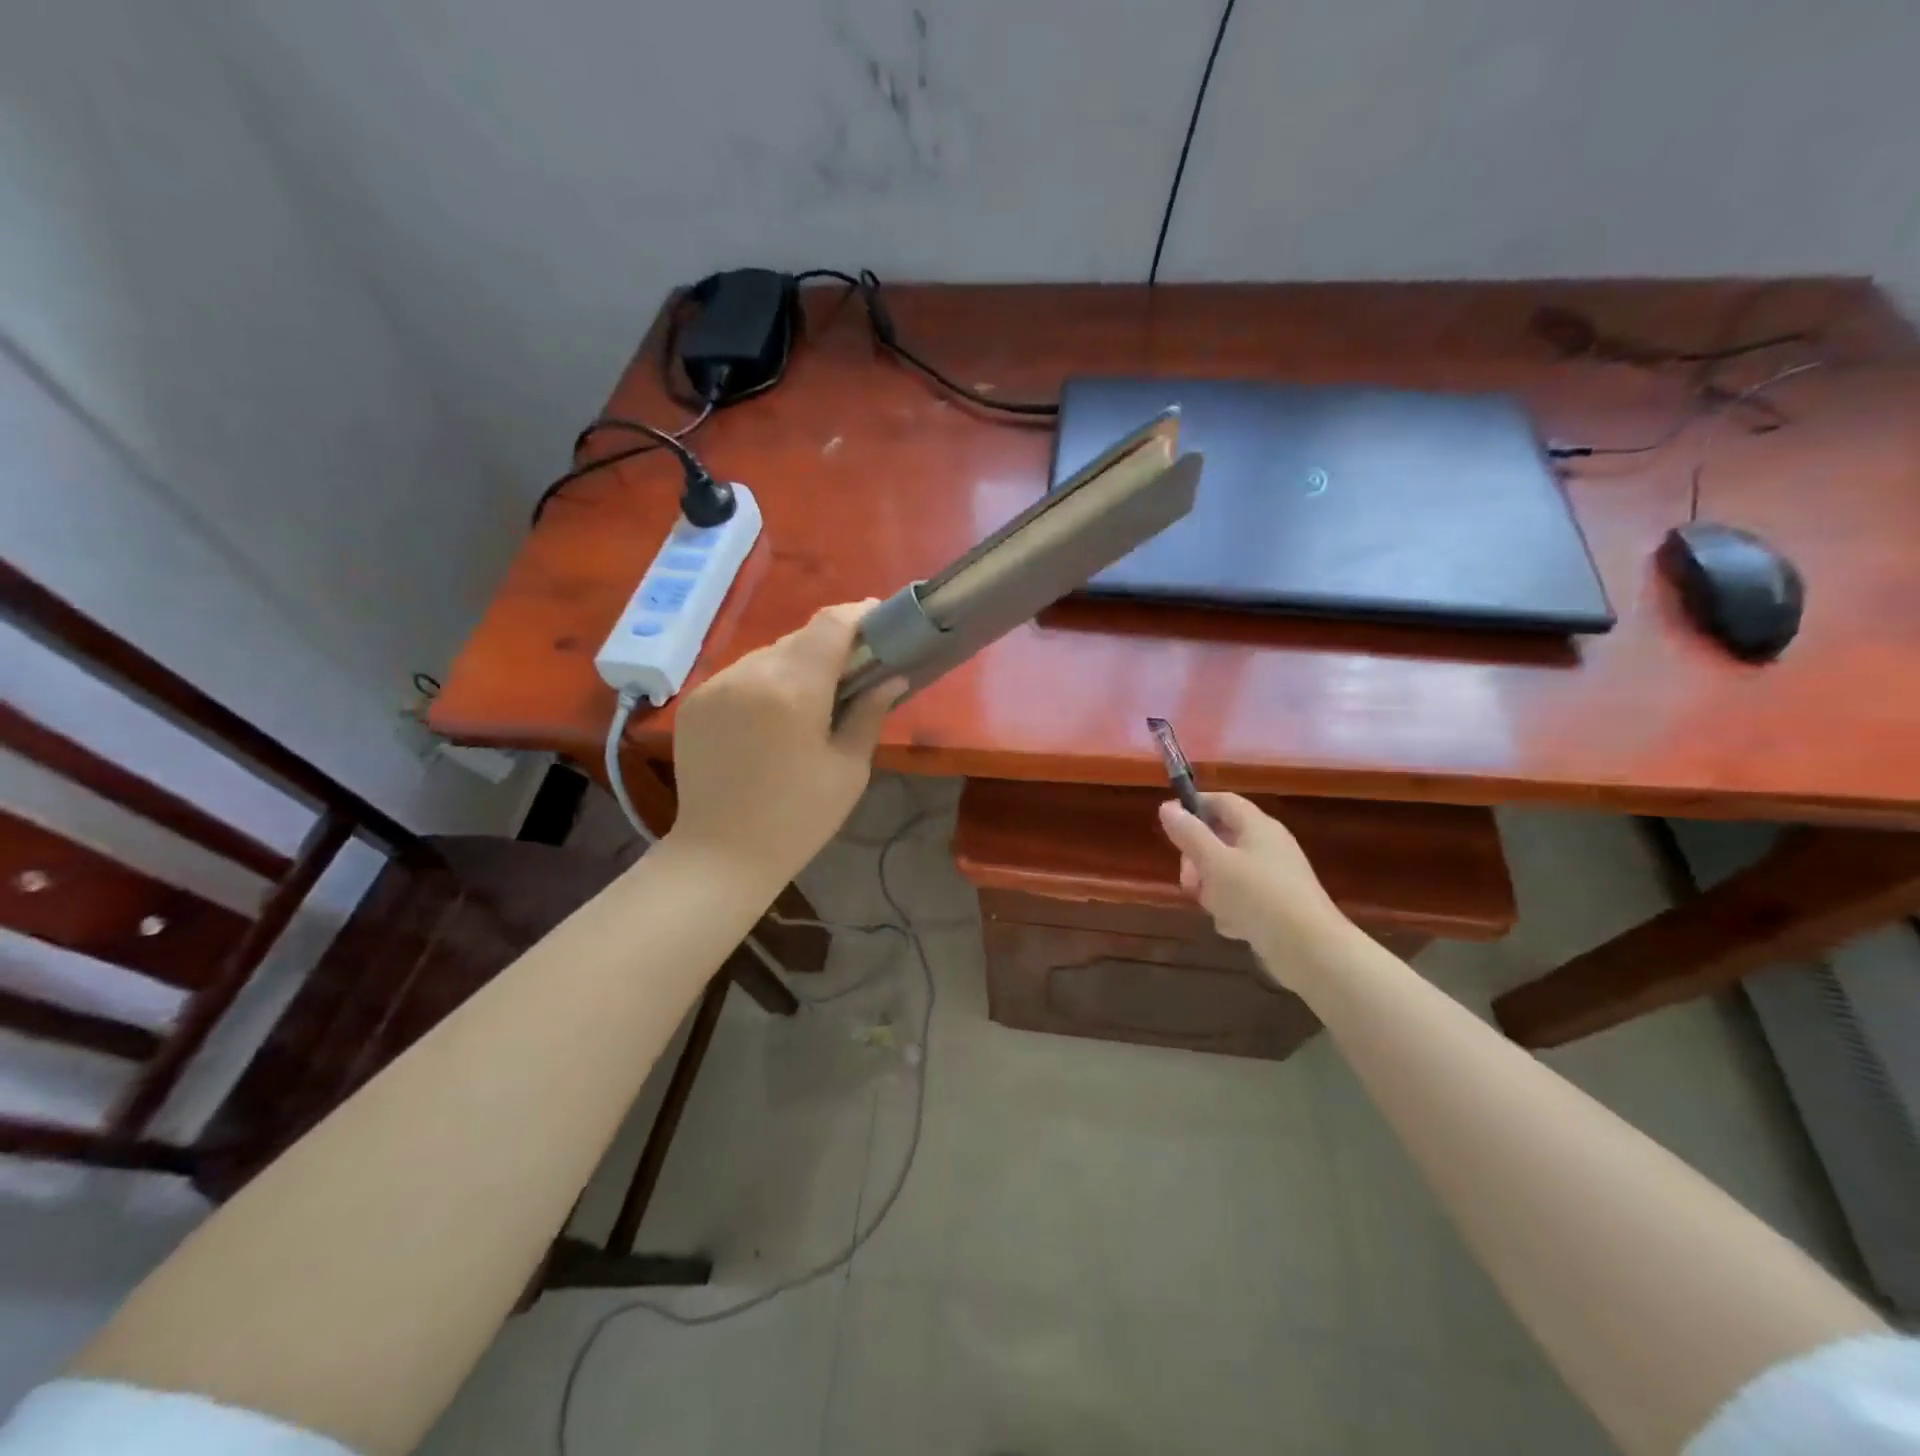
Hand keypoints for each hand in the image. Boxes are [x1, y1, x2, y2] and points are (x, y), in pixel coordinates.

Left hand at [670, 602, 904, 888]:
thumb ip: (869, 712)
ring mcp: (716, 685)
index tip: (878, 619)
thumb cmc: (799, 818)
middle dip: (829, 646)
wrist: (721, 854)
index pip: (831, 625)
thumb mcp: (849, 768)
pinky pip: (740, 675)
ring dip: (795, 665)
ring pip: (768, 655)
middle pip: (799, 638)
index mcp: (795, 689)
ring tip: (810, 700)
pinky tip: (772, 716)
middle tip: (852, 670)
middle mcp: (751, 674)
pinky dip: (763, 683)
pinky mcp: (695, 701)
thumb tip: (892, 676)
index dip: (858, 615)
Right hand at [1158, 793, 1351, 988]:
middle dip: (1198, 859)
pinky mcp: (1278, 905)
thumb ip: (1189, 833)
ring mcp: (1275, 877)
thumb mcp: (1214, 863)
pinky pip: (1243, 898)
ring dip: (1213, 889)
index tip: (1169, 826)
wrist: (1311, 950)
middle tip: (1188, 880)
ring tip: (1216, 908)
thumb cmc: (1258, 897)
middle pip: (1221, 838)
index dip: (1193, 807)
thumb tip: (1167, 806)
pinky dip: (1233, 909)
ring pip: (1228, 872)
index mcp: (1257, 826)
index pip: (1221, 801)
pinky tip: (1235, 927)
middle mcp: (1268, 846)